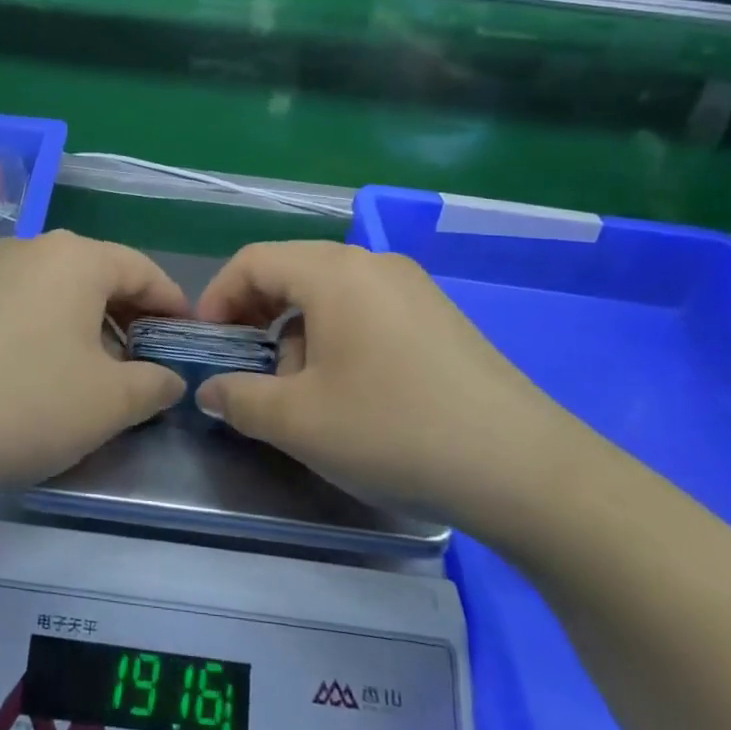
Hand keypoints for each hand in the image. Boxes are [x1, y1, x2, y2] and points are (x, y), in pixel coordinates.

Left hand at [0, 231, 186, 504]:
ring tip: (98, 375)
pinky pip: (22, 306)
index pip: (143, 270)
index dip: (174, 305)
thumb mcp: (110, 402)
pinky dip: (48, 331)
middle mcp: (32, 249)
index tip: (189, 340)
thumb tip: (169, 378)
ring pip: (59, 291)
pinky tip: (43, 375)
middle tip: (147, 363)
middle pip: (99, 276)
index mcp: (76, 257)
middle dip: (130, 318)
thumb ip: (154, 384)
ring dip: (88, 327)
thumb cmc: (26, 402)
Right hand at [194, 241, 592, 536]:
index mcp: (334, 272)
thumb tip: (210, 390)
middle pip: (292, 271)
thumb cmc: (394, 430)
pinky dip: (337, 336)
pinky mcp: (438, 317)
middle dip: (256, 315)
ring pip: (330, 293)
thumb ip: (240, 399)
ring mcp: (413, 288)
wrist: (523, 469)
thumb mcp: (299, 421)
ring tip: (299, 388)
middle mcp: (373, 264)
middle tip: (244, 365)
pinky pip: (367, 309)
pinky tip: (349, 390)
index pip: (253, 260)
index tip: (207, 344)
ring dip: (296, 331)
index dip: (217, 297)